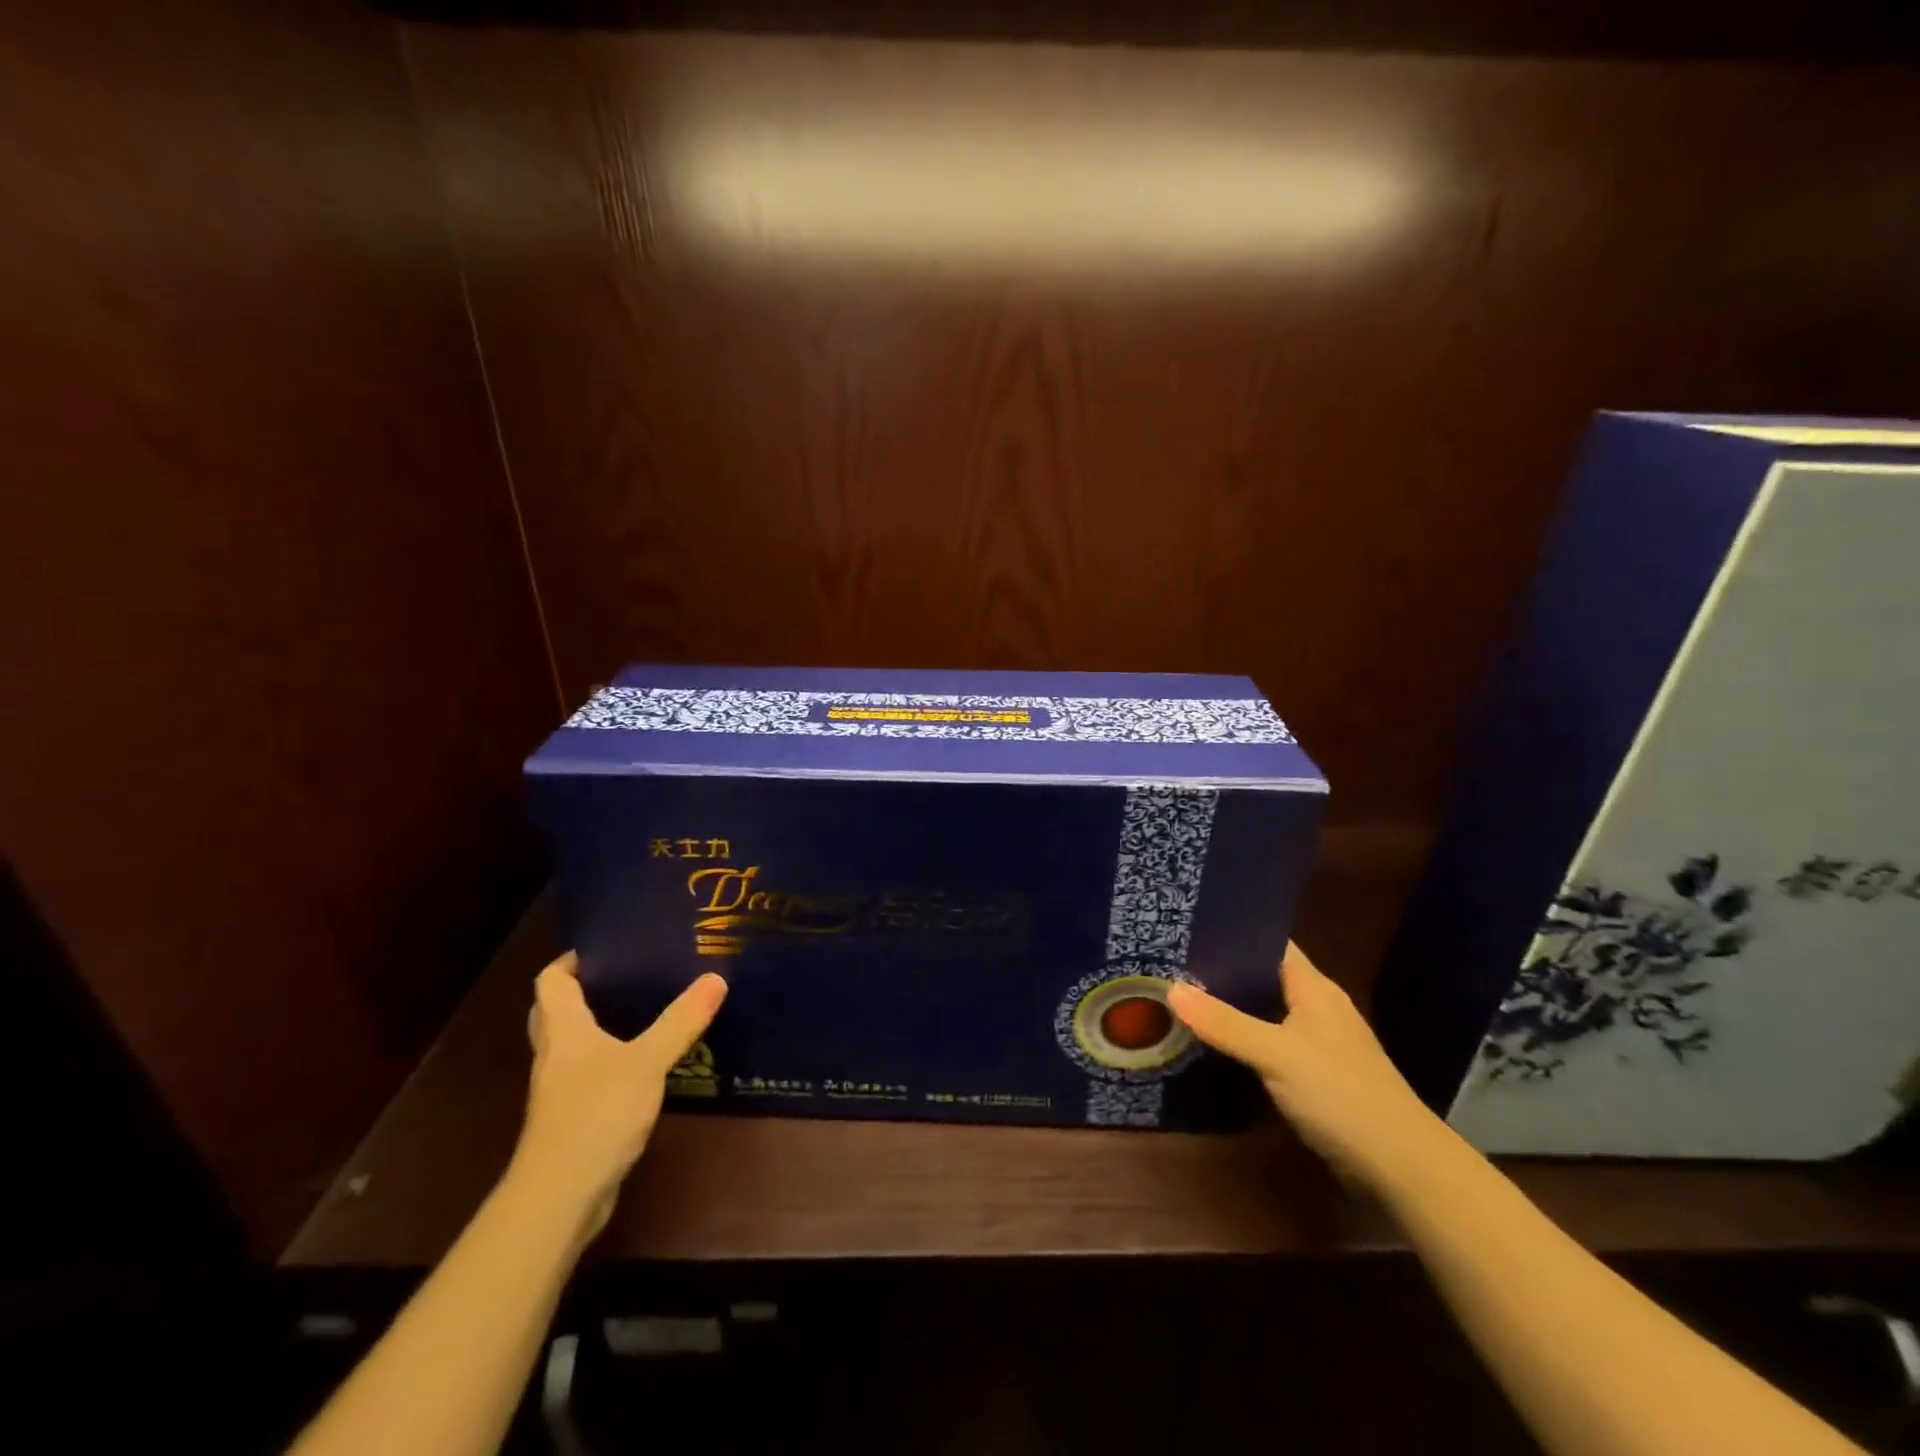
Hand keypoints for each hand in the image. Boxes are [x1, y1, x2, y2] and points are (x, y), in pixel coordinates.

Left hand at [513, 952, 726, 1235]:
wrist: (559, 1198)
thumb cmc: (596, 1115)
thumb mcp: (647, 1062)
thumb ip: (681, 1021)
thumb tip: (715, 978)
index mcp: (564, 1032)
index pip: (551, 982)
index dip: (572, 960)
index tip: (608, 947)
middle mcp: (555, 1056)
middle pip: (556, 1012)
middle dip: (584, 991)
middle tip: (628, 975)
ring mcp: (560, 1092)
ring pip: (573, 1046)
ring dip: (598, 1027)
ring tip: (644, 1010)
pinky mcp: (573, 1121)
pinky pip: (589, 1077)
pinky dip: (610, 1062)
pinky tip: (645, 1064)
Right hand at [1167, 944, 1442, 1188]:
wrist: (1401, 1166)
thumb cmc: (1341, 1094)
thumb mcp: (1276, 1054)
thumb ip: (1225, 1023)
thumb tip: (1171, 988)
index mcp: (1313, 987)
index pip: (1269, 942)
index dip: (1232, 931)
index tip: (1186, 926)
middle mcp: (1316, 1006)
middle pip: (1262, 976)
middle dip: (1221, 970)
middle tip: (1170, 962)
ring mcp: (1317, 1041)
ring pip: (1264, 1010)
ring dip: (1229, 1006)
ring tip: (1179, 995)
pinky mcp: (1314, 1074)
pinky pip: (1269, 1042)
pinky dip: (1242, 1038)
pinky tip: (1212, 1042)